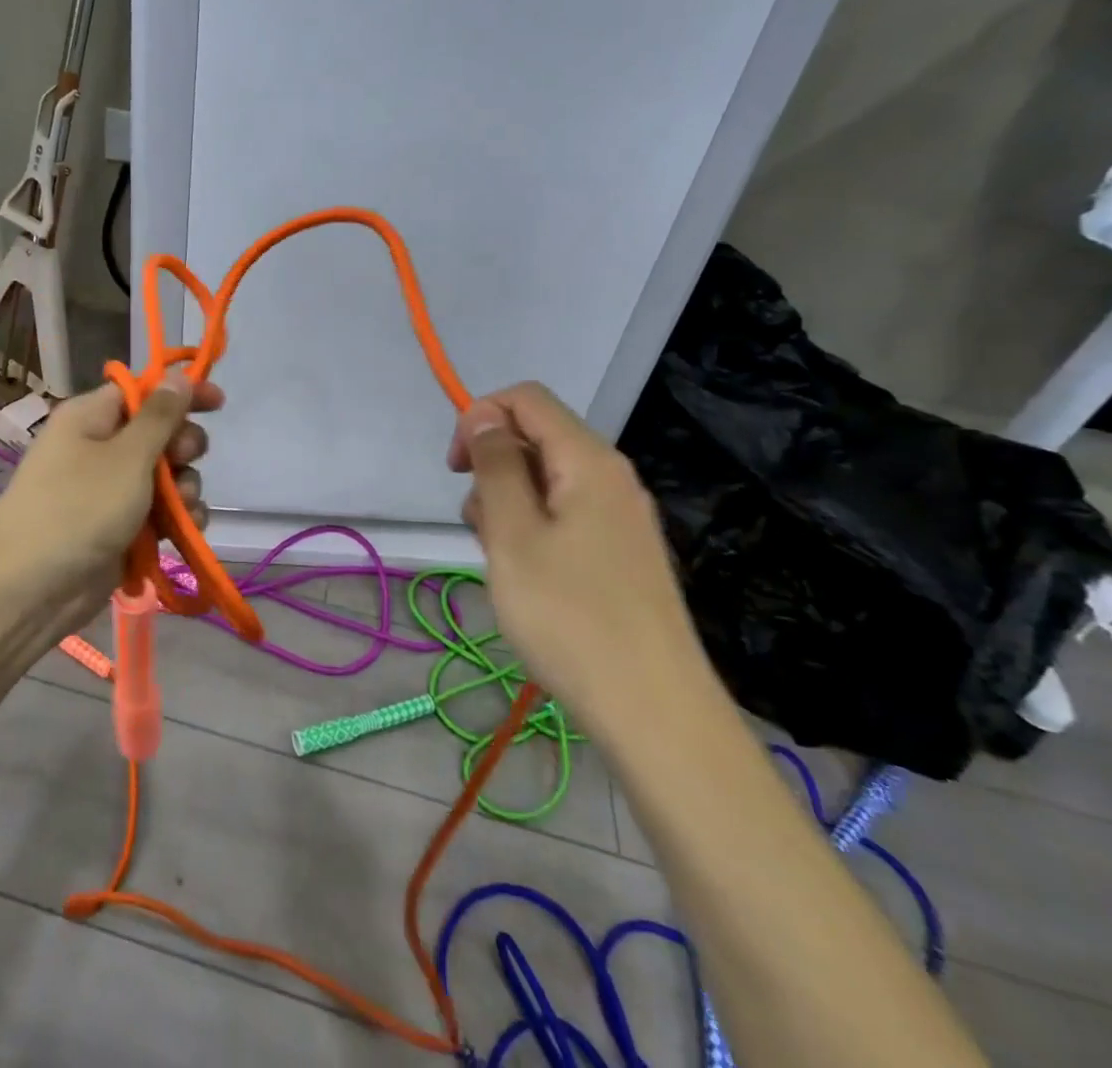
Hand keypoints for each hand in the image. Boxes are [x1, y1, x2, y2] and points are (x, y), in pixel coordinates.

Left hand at [0, 372, 222, 631]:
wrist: (30, 588)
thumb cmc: (79, 506)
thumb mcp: (127, 456)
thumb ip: (161, 416)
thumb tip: (178, 375)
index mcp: (92, 418)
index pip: (143, 391)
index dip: (180, 393)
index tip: (218, 403)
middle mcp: (100, 448)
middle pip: (159, 434)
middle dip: (183, 447)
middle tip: (185, 460)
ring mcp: (110, 491)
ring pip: (166, 477)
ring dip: (184, 488)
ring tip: (182, 507)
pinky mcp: (121, 528)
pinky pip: (160, 512)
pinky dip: (176, 519)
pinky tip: (187, 531)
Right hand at [448, 381, 701, 738]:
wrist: (655, 713)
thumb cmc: (571, 618)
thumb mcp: (513, 535)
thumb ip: (496, 466)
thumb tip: (484, 417)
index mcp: (589, 461)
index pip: (526, 399)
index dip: (480, 418)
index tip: (456, 470)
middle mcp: (612, 477)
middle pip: (536, 438)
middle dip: (493, 470)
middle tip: (482, 530)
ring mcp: (621, 517)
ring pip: (546, 481)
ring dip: (509, 506)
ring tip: (505, 563)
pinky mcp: (621, 552)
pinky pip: (565, 516)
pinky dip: (534, 532)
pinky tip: (530, 580)